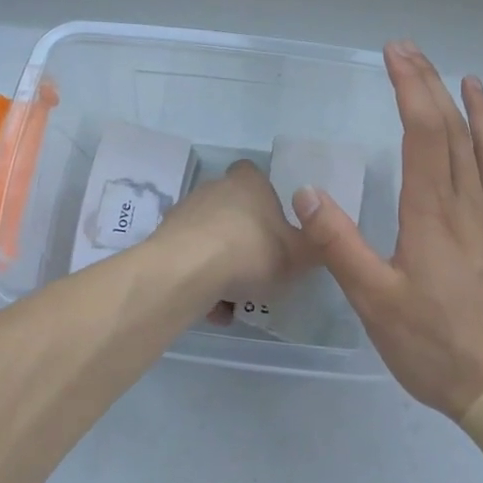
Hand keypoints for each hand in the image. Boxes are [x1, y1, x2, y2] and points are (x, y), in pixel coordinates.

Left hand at [157, 159, 309, 304]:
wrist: (187, 271)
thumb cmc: (251, 253)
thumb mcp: (299, 256)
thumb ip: (312, 246)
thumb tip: (317, 237)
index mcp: (249, 182)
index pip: (256, 175)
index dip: (266, 199)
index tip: (275, 228)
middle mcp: (215, 188)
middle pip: (233, 209)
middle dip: (244, 238)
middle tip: (259, 270)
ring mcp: (187, 211)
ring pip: (211, 238)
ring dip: (221, 264)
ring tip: (233, 300)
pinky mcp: (165, 238)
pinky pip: (190, 259)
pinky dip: (200, 280)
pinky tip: (210, 307)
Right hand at [294, 41, 482, 419]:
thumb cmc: (436, 346)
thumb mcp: (374, 300)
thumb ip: (339, 244)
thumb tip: (306, 193)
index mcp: (432, 212)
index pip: (424, 131)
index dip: (410, 87)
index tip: (394, 54)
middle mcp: (469, 206)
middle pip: (455, 131)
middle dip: (432, 85)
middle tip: (412, 51)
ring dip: (480, 112)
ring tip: (470, 81)